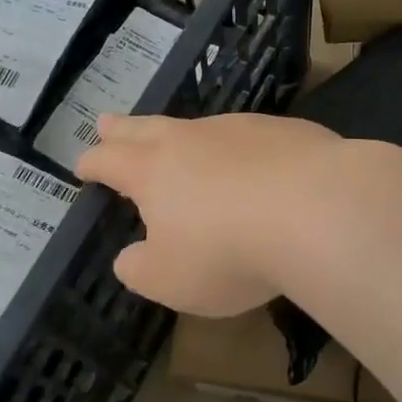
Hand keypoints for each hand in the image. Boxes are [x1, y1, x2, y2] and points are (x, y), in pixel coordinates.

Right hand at [76, 113, 344, 316]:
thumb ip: (141, 268)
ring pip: (201, 127)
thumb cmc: (229, 250)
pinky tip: (255, 161)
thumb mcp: (171, 279)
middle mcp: (194, 138)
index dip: (93, 163)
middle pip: (148, 127)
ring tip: (183, 144)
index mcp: (154, 170)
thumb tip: (131, 256)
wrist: (318, 208)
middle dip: (124, 129)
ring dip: (184, 135)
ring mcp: (243, 128)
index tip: (83, 164)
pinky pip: (252, 136)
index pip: (111, 160)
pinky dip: (241, 147)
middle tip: (107, 121)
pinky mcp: (288, 131)